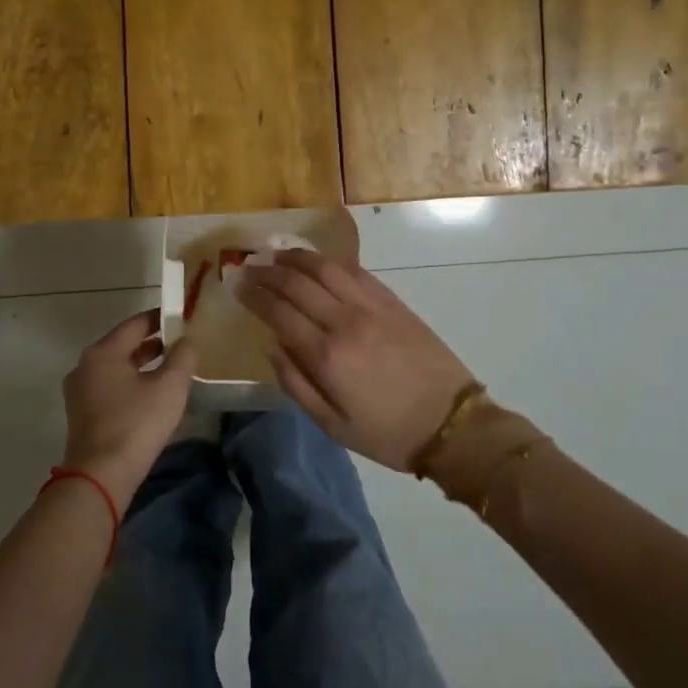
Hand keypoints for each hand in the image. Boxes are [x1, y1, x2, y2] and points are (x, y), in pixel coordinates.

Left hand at [61, 308, 197, 510]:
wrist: (100, 477)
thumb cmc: (136, 424)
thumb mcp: (169, 387)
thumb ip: (183, 357)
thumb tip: (187, 341)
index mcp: (102, 352)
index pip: (135, 324)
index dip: (160, 318)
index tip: (182, 317)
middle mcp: (85, 366)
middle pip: (123, 346)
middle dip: (153, 343)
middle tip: (181, 343)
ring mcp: (80, 393)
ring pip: (117, 369)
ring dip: (142, 366)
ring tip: (171, 369)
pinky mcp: (83, 415)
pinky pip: (111, 388)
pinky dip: (131, 384)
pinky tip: (152, 395)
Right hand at [239, 250, 475, 470]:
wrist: (452, 424)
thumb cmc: (387, 433)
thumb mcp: (332, 425)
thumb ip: (296, 384)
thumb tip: (271, 345)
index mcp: (327, 356)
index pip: (279, 312)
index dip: (253, 294)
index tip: (236, 282)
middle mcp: (345, 322)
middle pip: (298, 283)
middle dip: (268, 271)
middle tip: (249, 264)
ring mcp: (372, 307)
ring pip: (326, 268)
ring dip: (297, 257)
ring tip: (277, 254)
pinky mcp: (393, 302)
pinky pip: (356, 271)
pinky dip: (331, 262)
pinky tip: (318, 262)